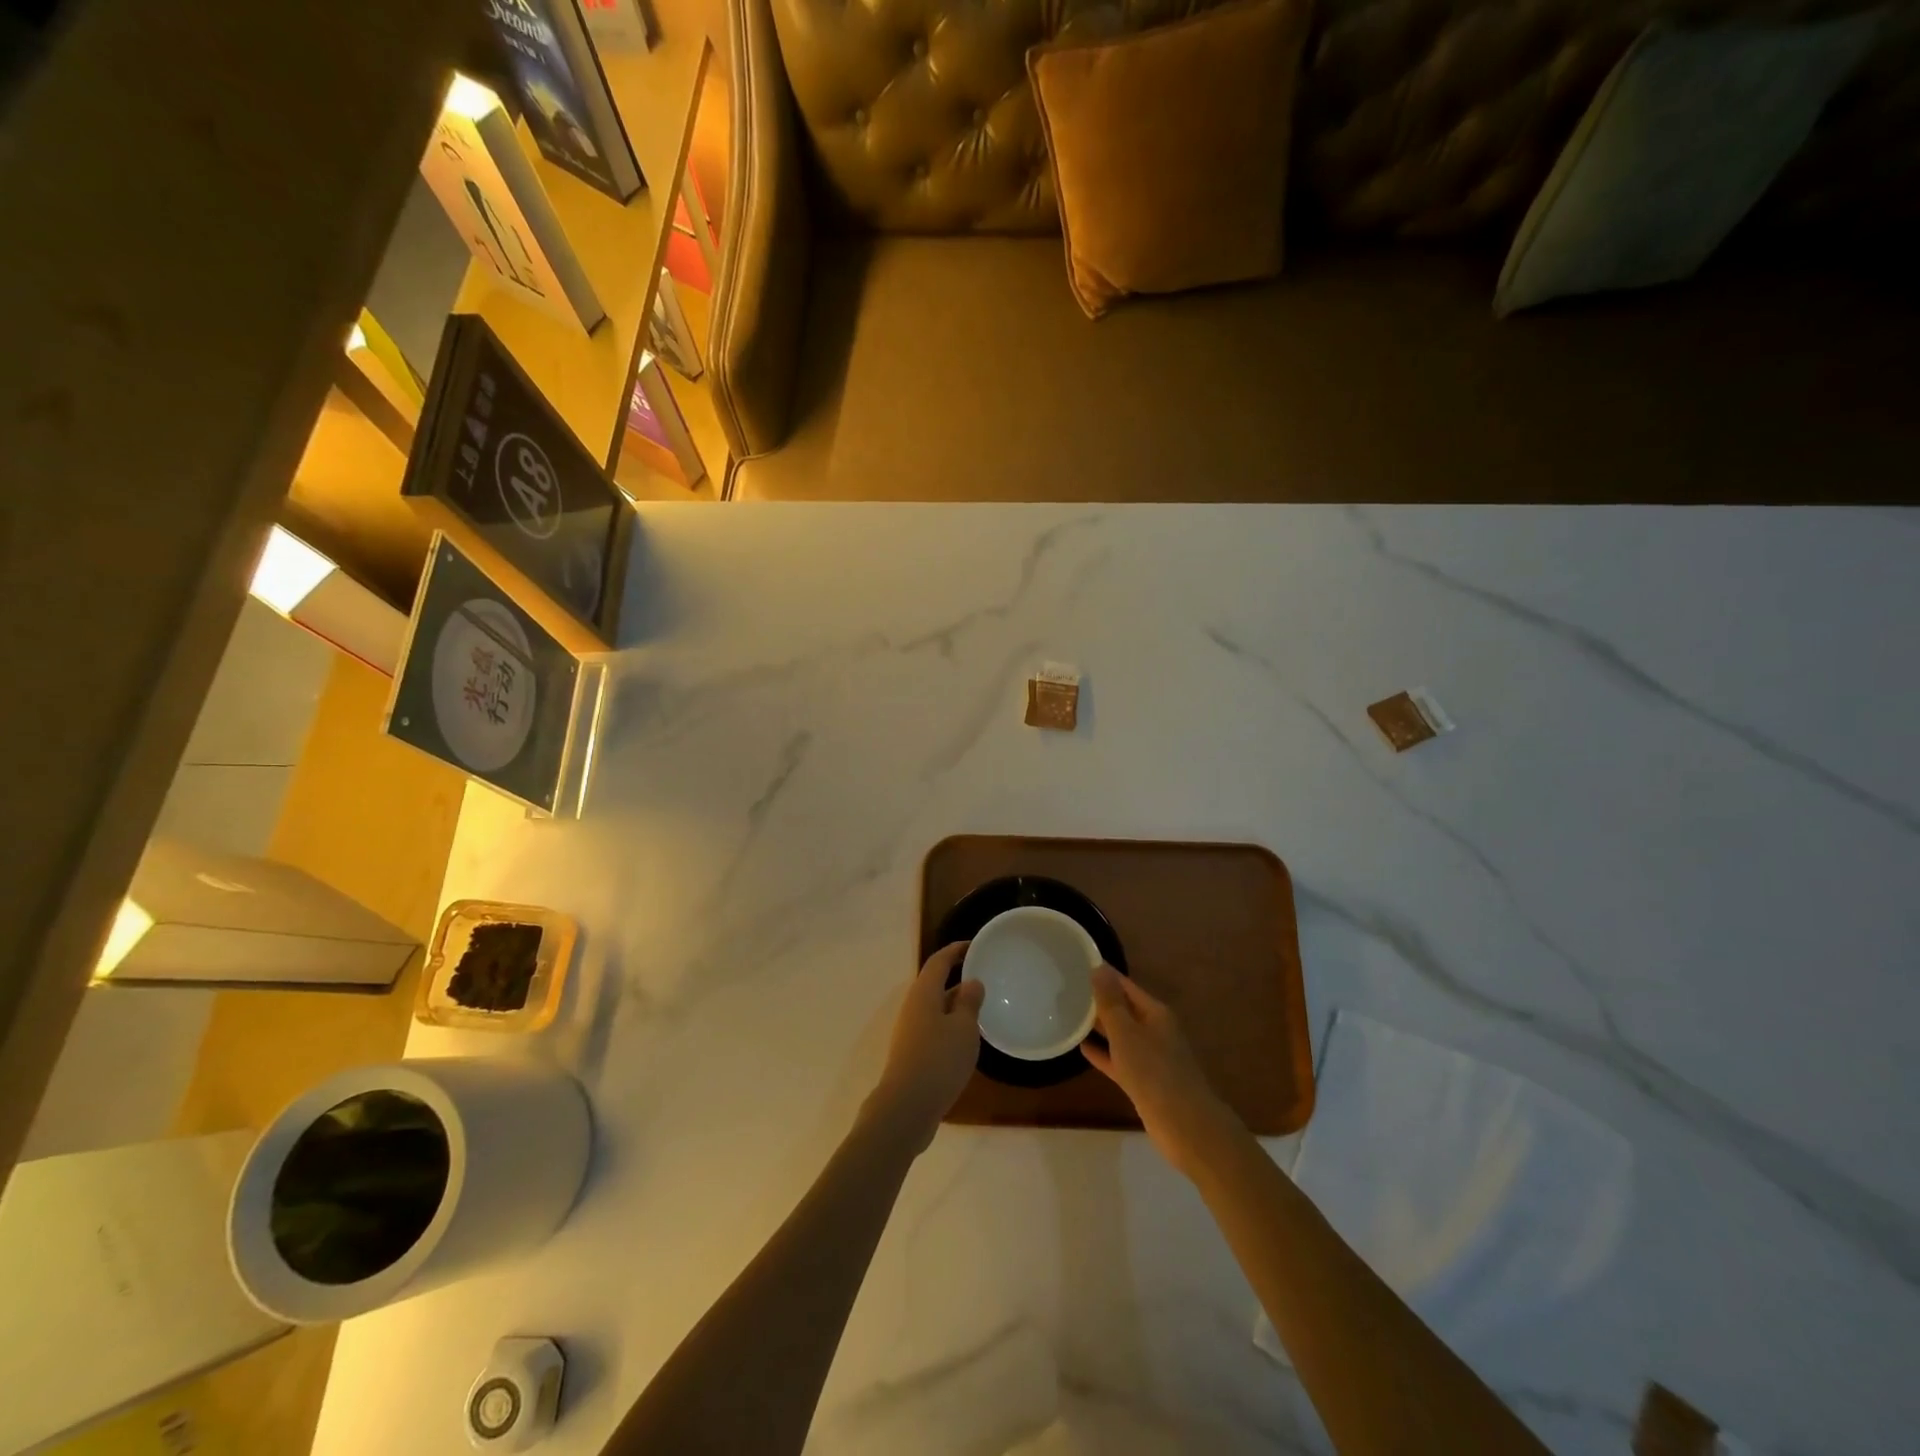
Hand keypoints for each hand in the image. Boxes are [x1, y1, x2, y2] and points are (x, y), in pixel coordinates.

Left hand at [866, 943, 983, 1152]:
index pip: (939, 961)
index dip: (956, 950)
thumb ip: (968, 1003)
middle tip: (983, 975)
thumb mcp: (963, 1029)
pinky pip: (933, 1027)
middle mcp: (913, 1007)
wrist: (906, 1108)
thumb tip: (971, 982)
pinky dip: (950, 1024)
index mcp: (924, 993)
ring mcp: (910, 1032)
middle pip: (934, 983)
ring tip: (980, 1006)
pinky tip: (965, 1039)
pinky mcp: (912, 1053)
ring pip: (934, 1007)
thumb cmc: (938, 1060)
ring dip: (954, 1003)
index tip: (975, 944)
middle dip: (956, 976)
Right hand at [1082, 965, 1241, 1177]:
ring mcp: (1149, 1057)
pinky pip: (1118, 1059)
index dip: (1104, 975)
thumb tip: (1099, 967)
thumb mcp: (1127, 1033)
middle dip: (1099, 999)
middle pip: (1123, 1008)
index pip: (1125, 985)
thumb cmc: (1154, 1072)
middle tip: (1066, 988)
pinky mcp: (1143, 1081)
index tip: (1077, 964)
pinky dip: (1102, 1053)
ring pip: (1120, 1034)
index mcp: (1155, 1013)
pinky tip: (1081, 1048)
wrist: (1185, 1126)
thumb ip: (1111, 1002)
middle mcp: (1154, 1030)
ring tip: (1069, 1014)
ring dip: (1098, 1026)